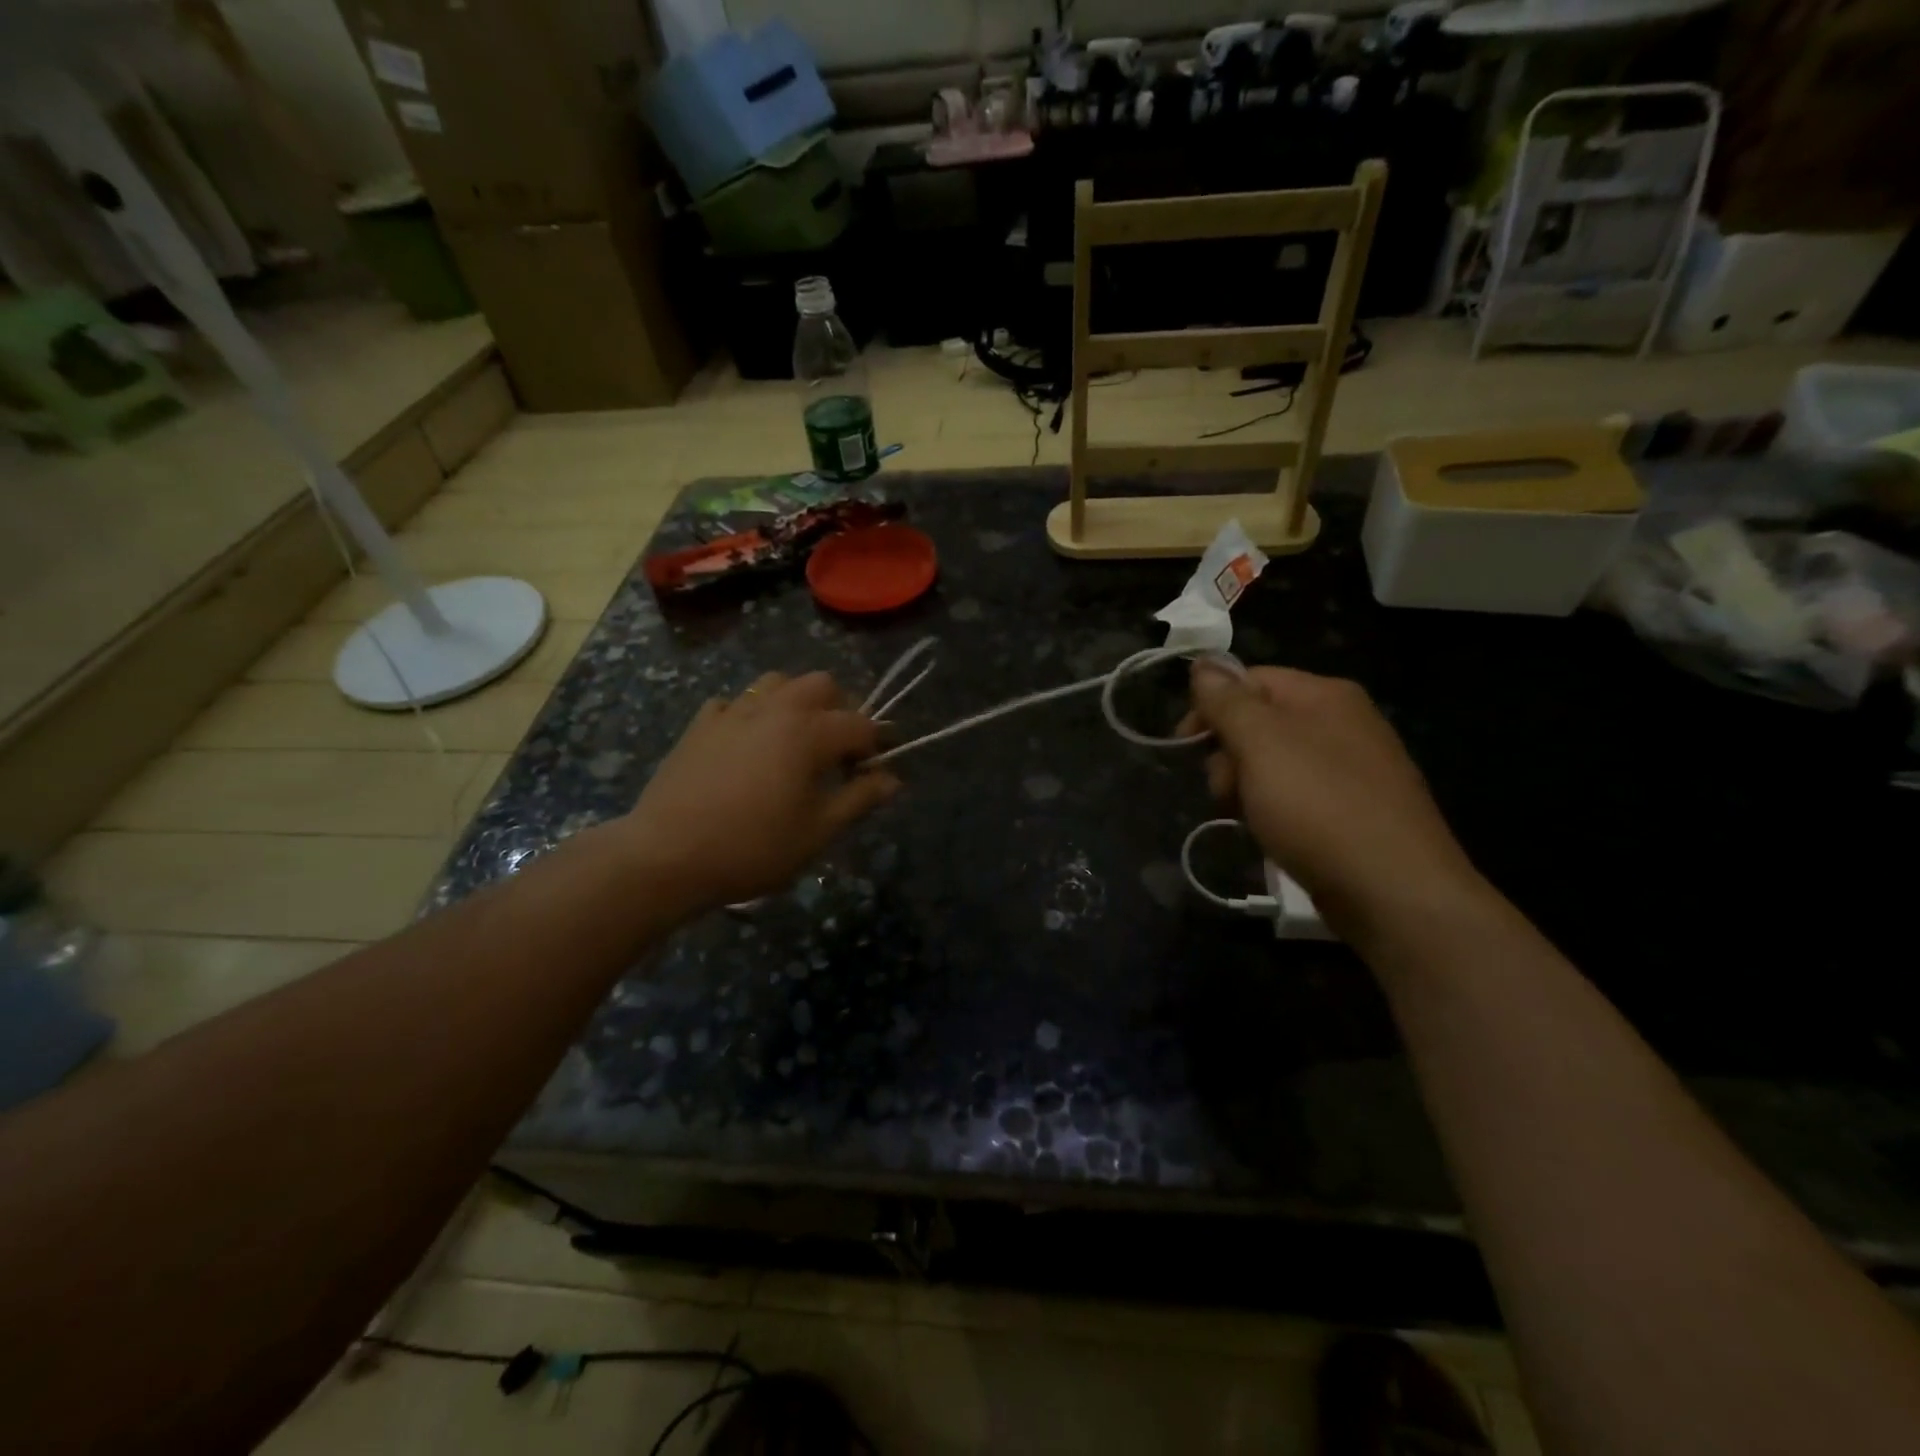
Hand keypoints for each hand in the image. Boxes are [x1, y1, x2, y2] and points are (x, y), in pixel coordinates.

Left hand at [618, 671, 900, 912]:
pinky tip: (746, 745)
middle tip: (837, 750)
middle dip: (840, 709)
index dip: (875, 746)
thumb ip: (859, 799)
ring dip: (796, 701)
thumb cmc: (753, 847)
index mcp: (809, 733)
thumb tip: (892, 780)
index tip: (872, 772)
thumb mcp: (817, 832)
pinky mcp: (701, 724)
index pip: (861, 723)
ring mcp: (733, 712)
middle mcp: (775, 709)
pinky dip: (750, 714)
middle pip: (822, 684)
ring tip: (794, 739)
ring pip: (777, 682)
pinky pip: (734, 702)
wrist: (667, 855)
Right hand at [1180, 662, 1488, 941]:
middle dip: (1228, 754)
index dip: (1210, 707)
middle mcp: (1344, 723)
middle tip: (1223, 791)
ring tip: (1246, 818)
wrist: (1395, 890)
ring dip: (1246, 786)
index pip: (1250, 680)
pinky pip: (1298, 795)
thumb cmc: (1319, 807)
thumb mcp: (1261, 744)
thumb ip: (1227, 701)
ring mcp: (1354, 768)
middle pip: (1260, 722)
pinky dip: (1275, 809)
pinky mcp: (1356, 810)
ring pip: (1275, 763)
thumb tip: (1204, 661)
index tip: (1184, 746)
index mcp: (1325, 695)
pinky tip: (1272, 834)